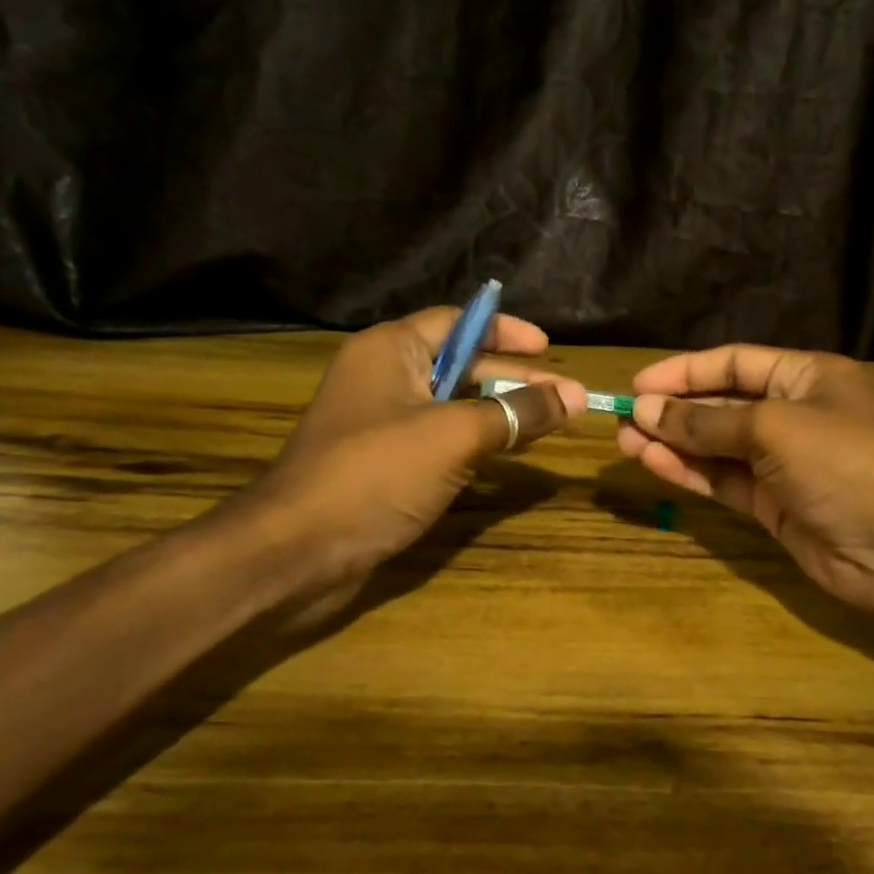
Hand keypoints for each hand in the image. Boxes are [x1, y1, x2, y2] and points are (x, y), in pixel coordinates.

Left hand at [236, 308, 585, 614]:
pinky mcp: (383, 465)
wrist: (298, 551)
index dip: (505, 330)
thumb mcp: (456, 435)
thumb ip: (517, 413)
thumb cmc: (376, 474)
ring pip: (452, 406)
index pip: (458, 322)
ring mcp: (381, 423)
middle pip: (461, 365)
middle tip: (565, 396)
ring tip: (548, 425)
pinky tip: (506, 458)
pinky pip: (439, 441)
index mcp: (391, 350)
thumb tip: (575, 396)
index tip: (548, 348)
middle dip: (513, 379)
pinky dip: (475, 444)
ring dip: (499, 413)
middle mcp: (384, 377)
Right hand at [615, 346, 873, 618]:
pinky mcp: (774, 505)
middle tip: (622, 420)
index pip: (734, 363)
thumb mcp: (774, 429)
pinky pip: (724, 481)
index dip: (685, 371)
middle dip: (673, 411)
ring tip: (625, 444)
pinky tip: (655, 465)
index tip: (638, 385)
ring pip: (717, 447)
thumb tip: (645, 410)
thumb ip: (707, 422)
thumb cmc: (847, 464)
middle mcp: (793, 414)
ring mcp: (783, 464)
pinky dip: (691, 473)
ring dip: (674, 444)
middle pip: (722, 405)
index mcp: (805, 377)